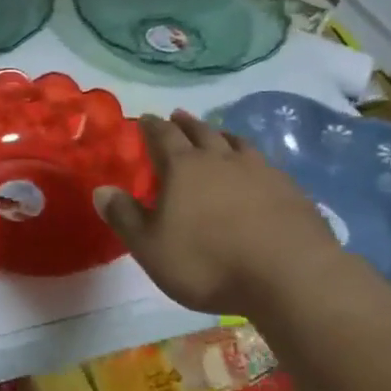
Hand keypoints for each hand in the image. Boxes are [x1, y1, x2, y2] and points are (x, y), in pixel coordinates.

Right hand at [95, 112, 341, 317]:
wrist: (290, 275)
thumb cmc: (209, 263)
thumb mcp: (152, 248)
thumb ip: (125, 217)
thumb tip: (100, 190)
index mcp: (184, 167)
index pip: (163, 136)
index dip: (152, 127)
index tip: (146, 120)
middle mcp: (220, 158)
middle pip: (200, 131)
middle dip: (185, 123)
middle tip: (177, 116)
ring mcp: (259, 170)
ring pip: (236, 142)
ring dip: (222, 134)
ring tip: (217, 133)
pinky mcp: (290, 189)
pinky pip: (265, 163)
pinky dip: (252, 159)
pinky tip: (257, 170)